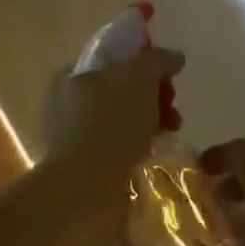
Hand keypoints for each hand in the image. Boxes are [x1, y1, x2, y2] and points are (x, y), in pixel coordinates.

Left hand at [44, 47, 184, 180]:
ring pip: (124, 119)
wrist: (86, 187)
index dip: (147, 66)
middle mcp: (69, 101)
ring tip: (169, 134)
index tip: (169, 81)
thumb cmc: (111, 123)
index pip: (117, 59)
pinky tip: (151, 153)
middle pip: (124, 89)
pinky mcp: (84, 164)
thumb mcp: (140, 77)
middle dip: (155, 97)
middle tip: (172, 112)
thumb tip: (175, 57)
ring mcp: (75, 135)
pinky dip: (138, 146)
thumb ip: (158, 60)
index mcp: (75, 74)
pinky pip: (119, 146)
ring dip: (151, 122)